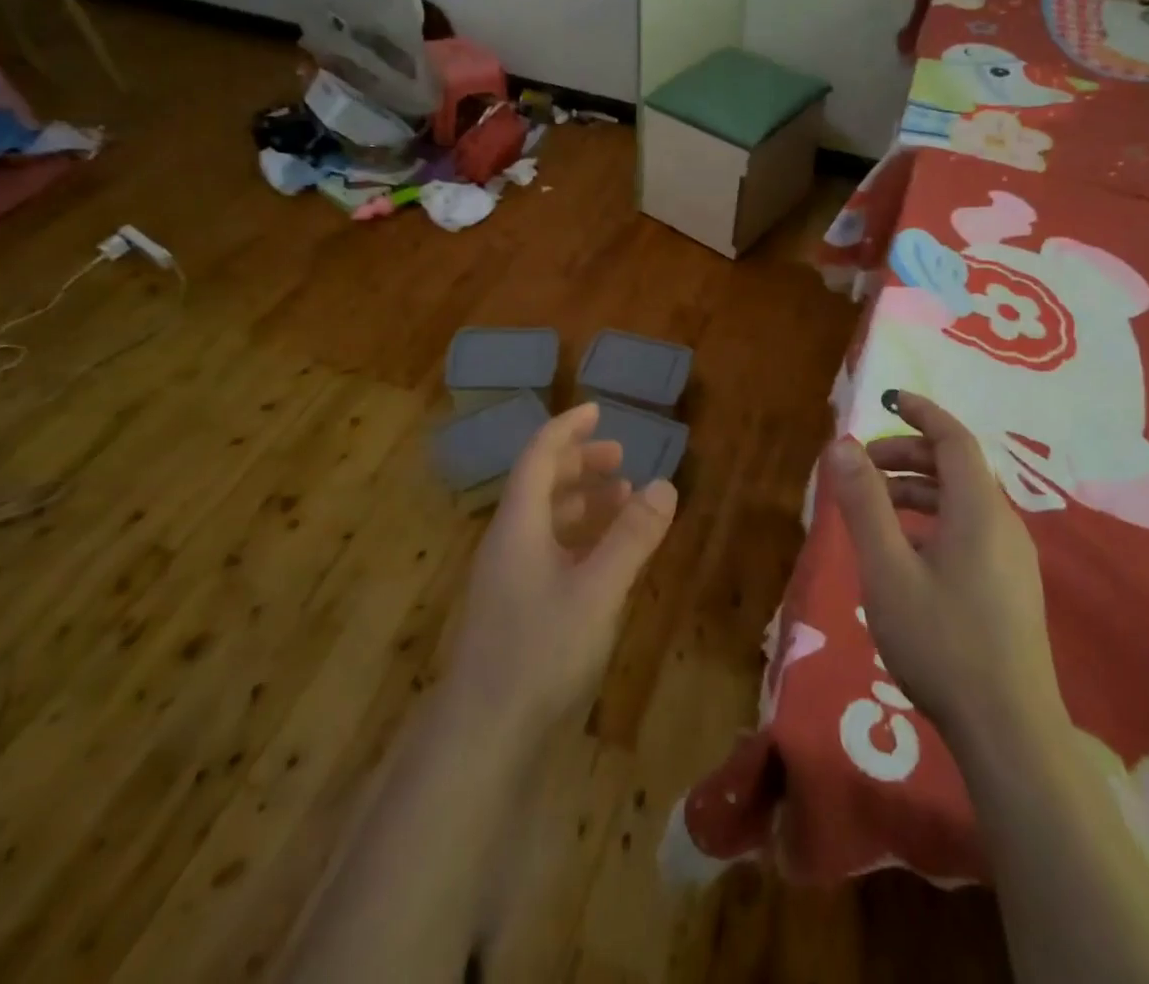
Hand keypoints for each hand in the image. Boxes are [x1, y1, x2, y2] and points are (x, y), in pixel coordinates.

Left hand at [448, 402, 677, 737]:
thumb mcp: (598, 590)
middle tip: (619, 458)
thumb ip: (632, 536)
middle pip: (540, 484)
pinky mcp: (515, 609)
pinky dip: (578, 538)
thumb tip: (666, 482)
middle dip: (579, 464)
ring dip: (581, 502)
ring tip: (621, 500)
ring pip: (545, 520)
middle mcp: (508, 541)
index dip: (567, 428)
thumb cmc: (539, 652)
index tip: (598, 410)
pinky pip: (548, 551)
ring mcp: (508, 577)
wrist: (482, 739)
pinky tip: (605, 557)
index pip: (539, 455)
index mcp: (518, 524)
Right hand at [826, 389, 1063, 744]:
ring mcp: (1012, 559)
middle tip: (862, 468)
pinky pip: (968, 529)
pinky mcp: (1010, 587)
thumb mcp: (887, 570)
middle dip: (908, 455)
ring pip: (961, 501)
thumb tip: (843, 445)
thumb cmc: (942, 643)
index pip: (953, 439)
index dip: (922, 413)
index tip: (888, 400)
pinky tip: (904, 553)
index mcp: (978, 511)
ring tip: (873, 509)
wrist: (1009, 733)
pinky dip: (932, 520)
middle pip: (956, 468)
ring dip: (917, 490)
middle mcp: (1002, 524)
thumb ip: (864, 504)